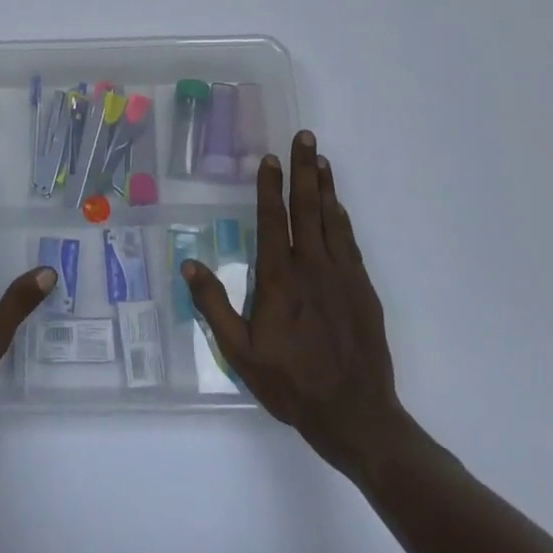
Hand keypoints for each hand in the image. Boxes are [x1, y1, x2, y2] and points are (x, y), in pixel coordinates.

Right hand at [183, 130, 408, 475]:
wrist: (356, 415)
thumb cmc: (290, 383)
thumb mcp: (239, 352)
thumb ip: (213, 305)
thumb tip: (188, 263)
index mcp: (280, 278)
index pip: (272, 219)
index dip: (270, 186)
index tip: (270, 158)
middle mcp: (312, 267)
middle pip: (307, 208)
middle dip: (305, 170)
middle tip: (306, 137)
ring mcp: (343, 276)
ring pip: (332, 220)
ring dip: (326, 187)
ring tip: (321, 160)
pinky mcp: (364, 290)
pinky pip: (350, 242)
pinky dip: (342, 218)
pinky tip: (338, 207)